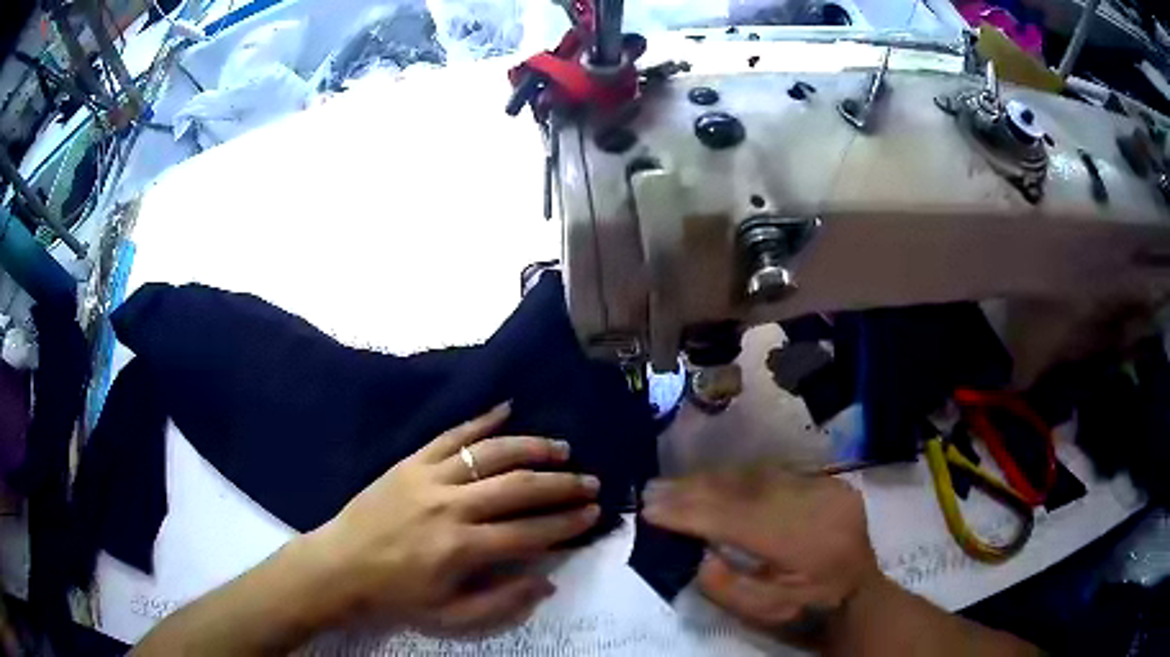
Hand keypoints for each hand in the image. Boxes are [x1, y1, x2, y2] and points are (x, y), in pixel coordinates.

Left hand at [305, 403, 600, 636]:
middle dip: (561, 485)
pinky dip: (481, 419)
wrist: (341, 565)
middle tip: (590, 482)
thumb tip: (547, 579)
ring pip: (490, 453)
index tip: (592, 514)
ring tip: (561, 448)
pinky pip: (451, 434)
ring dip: (531, 447)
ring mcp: (429, 477)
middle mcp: (451, 506)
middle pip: (518, 487)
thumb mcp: (451, 615)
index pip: (529, 532)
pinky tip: (507, 407)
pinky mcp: (411, 461)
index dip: (567, 524)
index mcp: (462, 548)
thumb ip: (502, 600)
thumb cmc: (397, 595)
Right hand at [641, 467, 879, 640]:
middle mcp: (819, 506)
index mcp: (806, 545)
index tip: (649, 509)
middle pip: (746, 490)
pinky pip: (776, 473)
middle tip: (652, 489)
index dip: (690, 512)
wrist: (859, 594)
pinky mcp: (829, 481)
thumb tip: (698, 552)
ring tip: (675, 483)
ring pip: (759, 475)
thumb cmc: (808, 611)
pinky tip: (714, 479)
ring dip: (713, 478)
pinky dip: (739, 477)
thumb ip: (726, 587)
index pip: (737, 520)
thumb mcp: (764, 613)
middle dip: (694, 489)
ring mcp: (828, 488)